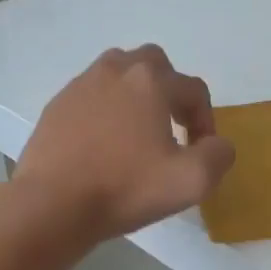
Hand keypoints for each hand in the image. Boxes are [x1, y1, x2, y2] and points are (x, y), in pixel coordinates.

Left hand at [13, 45, 235, 241]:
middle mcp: (116, 70)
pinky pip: (91, 94)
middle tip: (171, 127)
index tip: (200, 152)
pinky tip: (104, 143)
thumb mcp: (191, 181)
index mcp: (150, 82)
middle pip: (155, 65)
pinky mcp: (57, 105)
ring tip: (137, 130)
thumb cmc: (125, 188)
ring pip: (119, 72)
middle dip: (170, 91)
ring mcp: (81, 85)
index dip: (206, 120)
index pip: (194, 90)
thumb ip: (218, 155)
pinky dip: (105, 109)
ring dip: (136, 94)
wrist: (52, 204)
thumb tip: (216, 144)